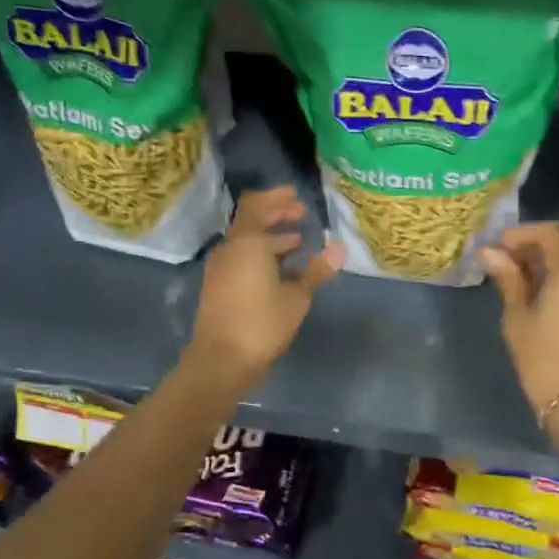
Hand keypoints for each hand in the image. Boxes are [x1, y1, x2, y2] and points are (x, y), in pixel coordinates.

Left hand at [186, 186, 343, 388]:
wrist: (221, 361)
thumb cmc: (261, 324)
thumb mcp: (296, 297)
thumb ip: (317, 271)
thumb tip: (340, 249)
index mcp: (247, 243)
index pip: (257, 205)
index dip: (277, 198)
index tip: (297, 197)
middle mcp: (230, 250)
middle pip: (252, 222)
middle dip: (277, 216)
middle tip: (302, 216)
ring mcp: (221, 269)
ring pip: (247, 243)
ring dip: (271, 239)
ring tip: (298, 243)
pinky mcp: (219, 288)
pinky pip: (242, 260)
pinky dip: (262, 256)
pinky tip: (282, 271)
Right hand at [479, 223, 558, 433]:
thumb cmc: (544, 361)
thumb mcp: (518, 318)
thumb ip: (508, 279)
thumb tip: (490, 253)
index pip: (548, 232)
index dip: (519, 234)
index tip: (495, 247)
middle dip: (537, 240)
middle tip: (508, 256)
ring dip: (552, 254)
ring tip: (521, 272)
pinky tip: (542, 286)